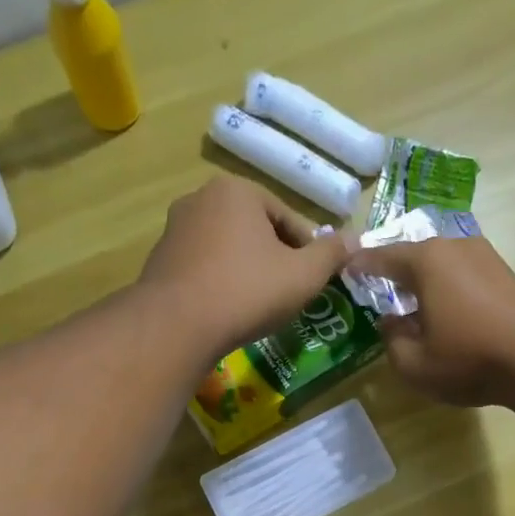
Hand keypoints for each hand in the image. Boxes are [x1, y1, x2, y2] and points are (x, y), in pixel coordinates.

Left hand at [137, 177, 356, 358]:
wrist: (178, 325)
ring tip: (258, 307)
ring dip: (247, 272)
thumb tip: (356, 239)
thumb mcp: (304, 276)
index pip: (288, 219)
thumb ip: (331, 255)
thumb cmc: (248, 292)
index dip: (308, 253)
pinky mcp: (159, 259)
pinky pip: (203, 268)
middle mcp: (201, 198)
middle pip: (256, 231)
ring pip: (228, 250)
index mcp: (238, 190)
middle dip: (275, 260)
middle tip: (288, 296)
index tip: (313, 283)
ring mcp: (175, 228)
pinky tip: (227, 312)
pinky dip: (220, 284)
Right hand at [347, 238, 514, 407]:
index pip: (381, 257)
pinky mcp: (504, 273)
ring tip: (410, 301)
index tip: (344, 270)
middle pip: (414, 255)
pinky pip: (462, 274)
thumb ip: (392, 342)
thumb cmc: (470, 358)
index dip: (360, 266)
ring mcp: (484, 256)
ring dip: (423, 280)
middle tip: (377, 287)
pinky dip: (447, 287)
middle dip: (394, 270)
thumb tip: (391, 323)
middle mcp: (454, 246)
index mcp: (425, 261)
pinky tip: (444, 309)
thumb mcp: (415, 364)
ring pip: (441, 263)